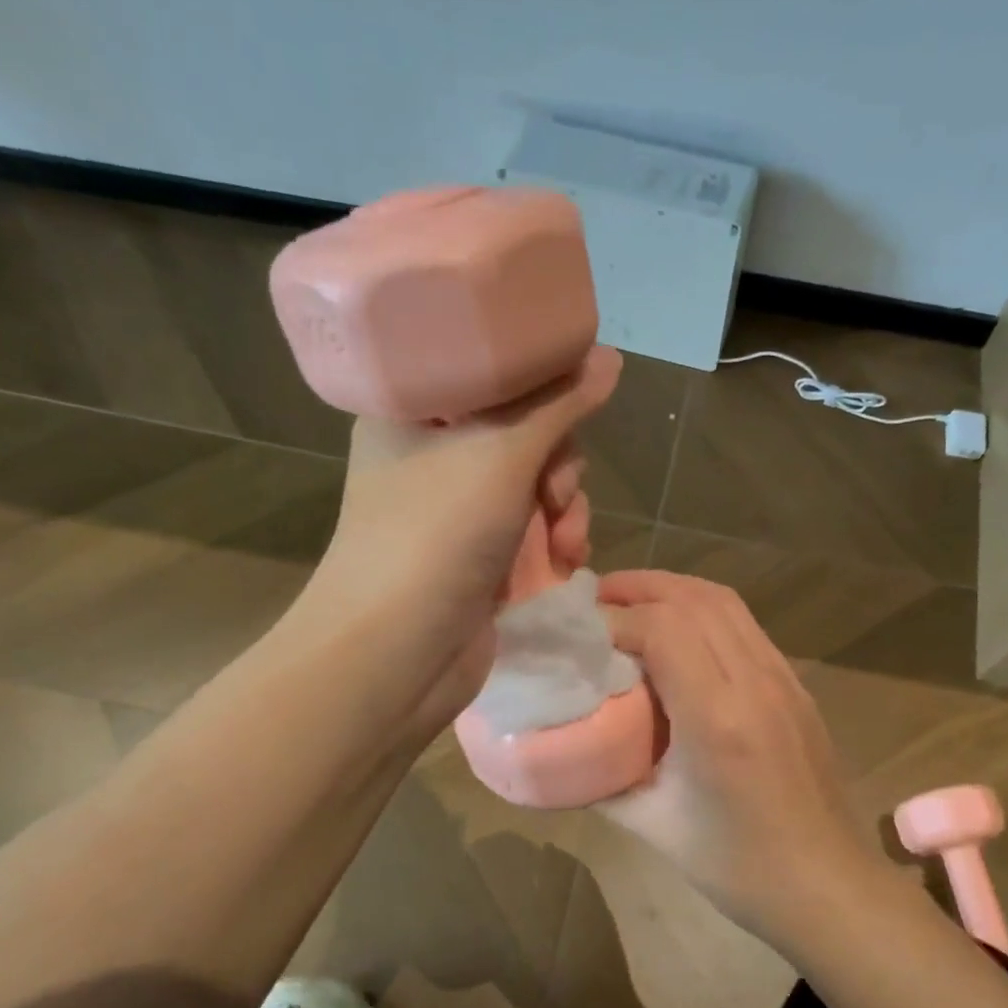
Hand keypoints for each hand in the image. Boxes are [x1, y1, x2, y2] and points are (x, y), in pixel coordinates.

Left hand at [299, 350, 617, 732]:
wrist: (397, 652)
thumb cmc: (438, 533)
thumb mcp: (503, 453)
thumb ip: (560, 404)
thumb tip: (611, 356)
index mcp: (417, 412)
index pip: (492, 376)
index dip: (541, 392)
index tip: (570, 412)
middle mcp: (433, 457)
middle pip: (523, 435)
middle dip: (558, 467)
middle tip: (556, 493)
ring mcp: (454, 513)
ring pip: (534, 489)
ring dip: (565, 513)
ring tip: (568, 545)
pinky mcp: (475, 558)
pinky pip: (530, 533)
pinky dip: (552, 546)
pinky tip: (565, 564)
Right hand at [597, 571, 878, 949]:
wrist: (829, 887)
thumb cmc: (739, 867)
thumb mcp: (655, 825)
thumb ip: (604, 778)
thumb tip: (568, 745)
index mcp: (718, 718)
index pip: (663, 629)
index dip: (616, 619)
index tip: (580, 634)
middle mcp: (756, 683)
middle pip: (695, 599)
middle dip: (640, 588)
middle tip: (595, 598)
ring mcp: (784, 680)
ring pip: (726, 603)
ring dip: (674, 591)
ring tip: (632, 602)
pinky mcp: (797, 687)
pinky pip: (746, 627)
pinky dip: (704, 612)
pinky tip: (680, 634)